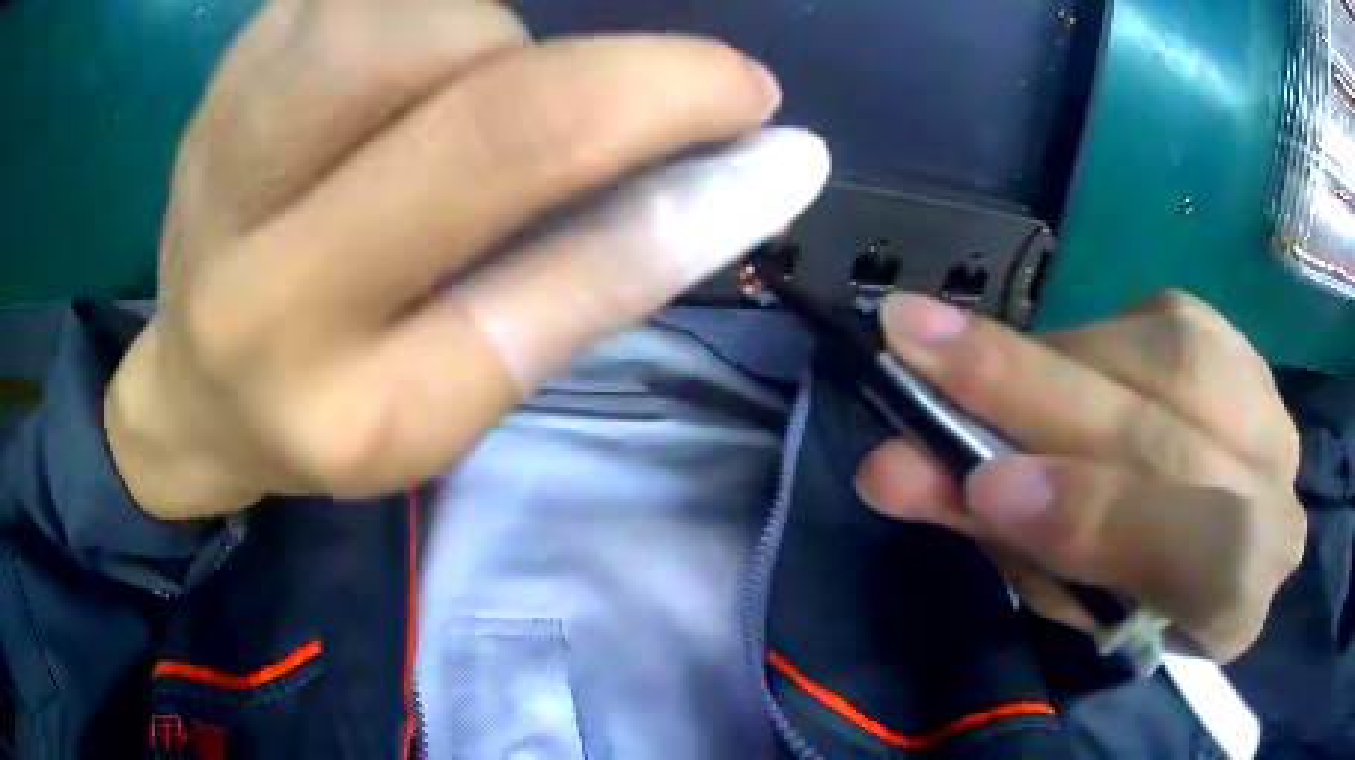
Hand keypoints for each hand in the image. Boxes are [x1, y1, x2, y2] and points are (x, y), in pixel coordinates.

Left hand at [104, 0, 827, 519]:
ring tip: (491, 83)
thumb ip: (575, 284)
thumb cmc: (331, 411)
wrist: (196, 386)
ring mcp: (225, 161)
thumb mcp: (452, 396)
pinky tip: (420, 52)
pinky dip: (426, 11)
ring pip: (399, 28)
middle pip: (473, 117)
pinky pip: (348, 0)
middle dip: (617, 84)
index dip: (684, 188)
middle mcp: (266, 291)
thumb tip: (724, 178)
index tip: (771, 129)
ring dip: (493, 37)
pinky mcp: (225, 83)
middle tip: (672, 87)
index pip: (550, 282)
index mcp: (357, 409)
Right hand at [855, 291, 1306, 662]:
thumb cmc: (1120, 587)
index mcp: (1237, 605)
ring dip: (1056, 355)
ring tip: (969, 354)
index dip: (1099, 515)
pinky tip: (1066, 361)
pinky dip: (1096, 333)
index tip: (984, 482)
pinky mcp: (1242, 346)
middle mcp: (1276, 500)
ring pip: (1167, 358)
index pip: (1201, 557)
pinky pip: (1164, 318)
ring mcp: (1269, 410)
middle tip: (914, 340)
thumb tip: (896, 470)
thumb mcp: (1057, 592)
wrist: (1195, 533)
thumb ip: (996, 534)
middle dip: (1038, 390)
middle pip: (1175, 437)